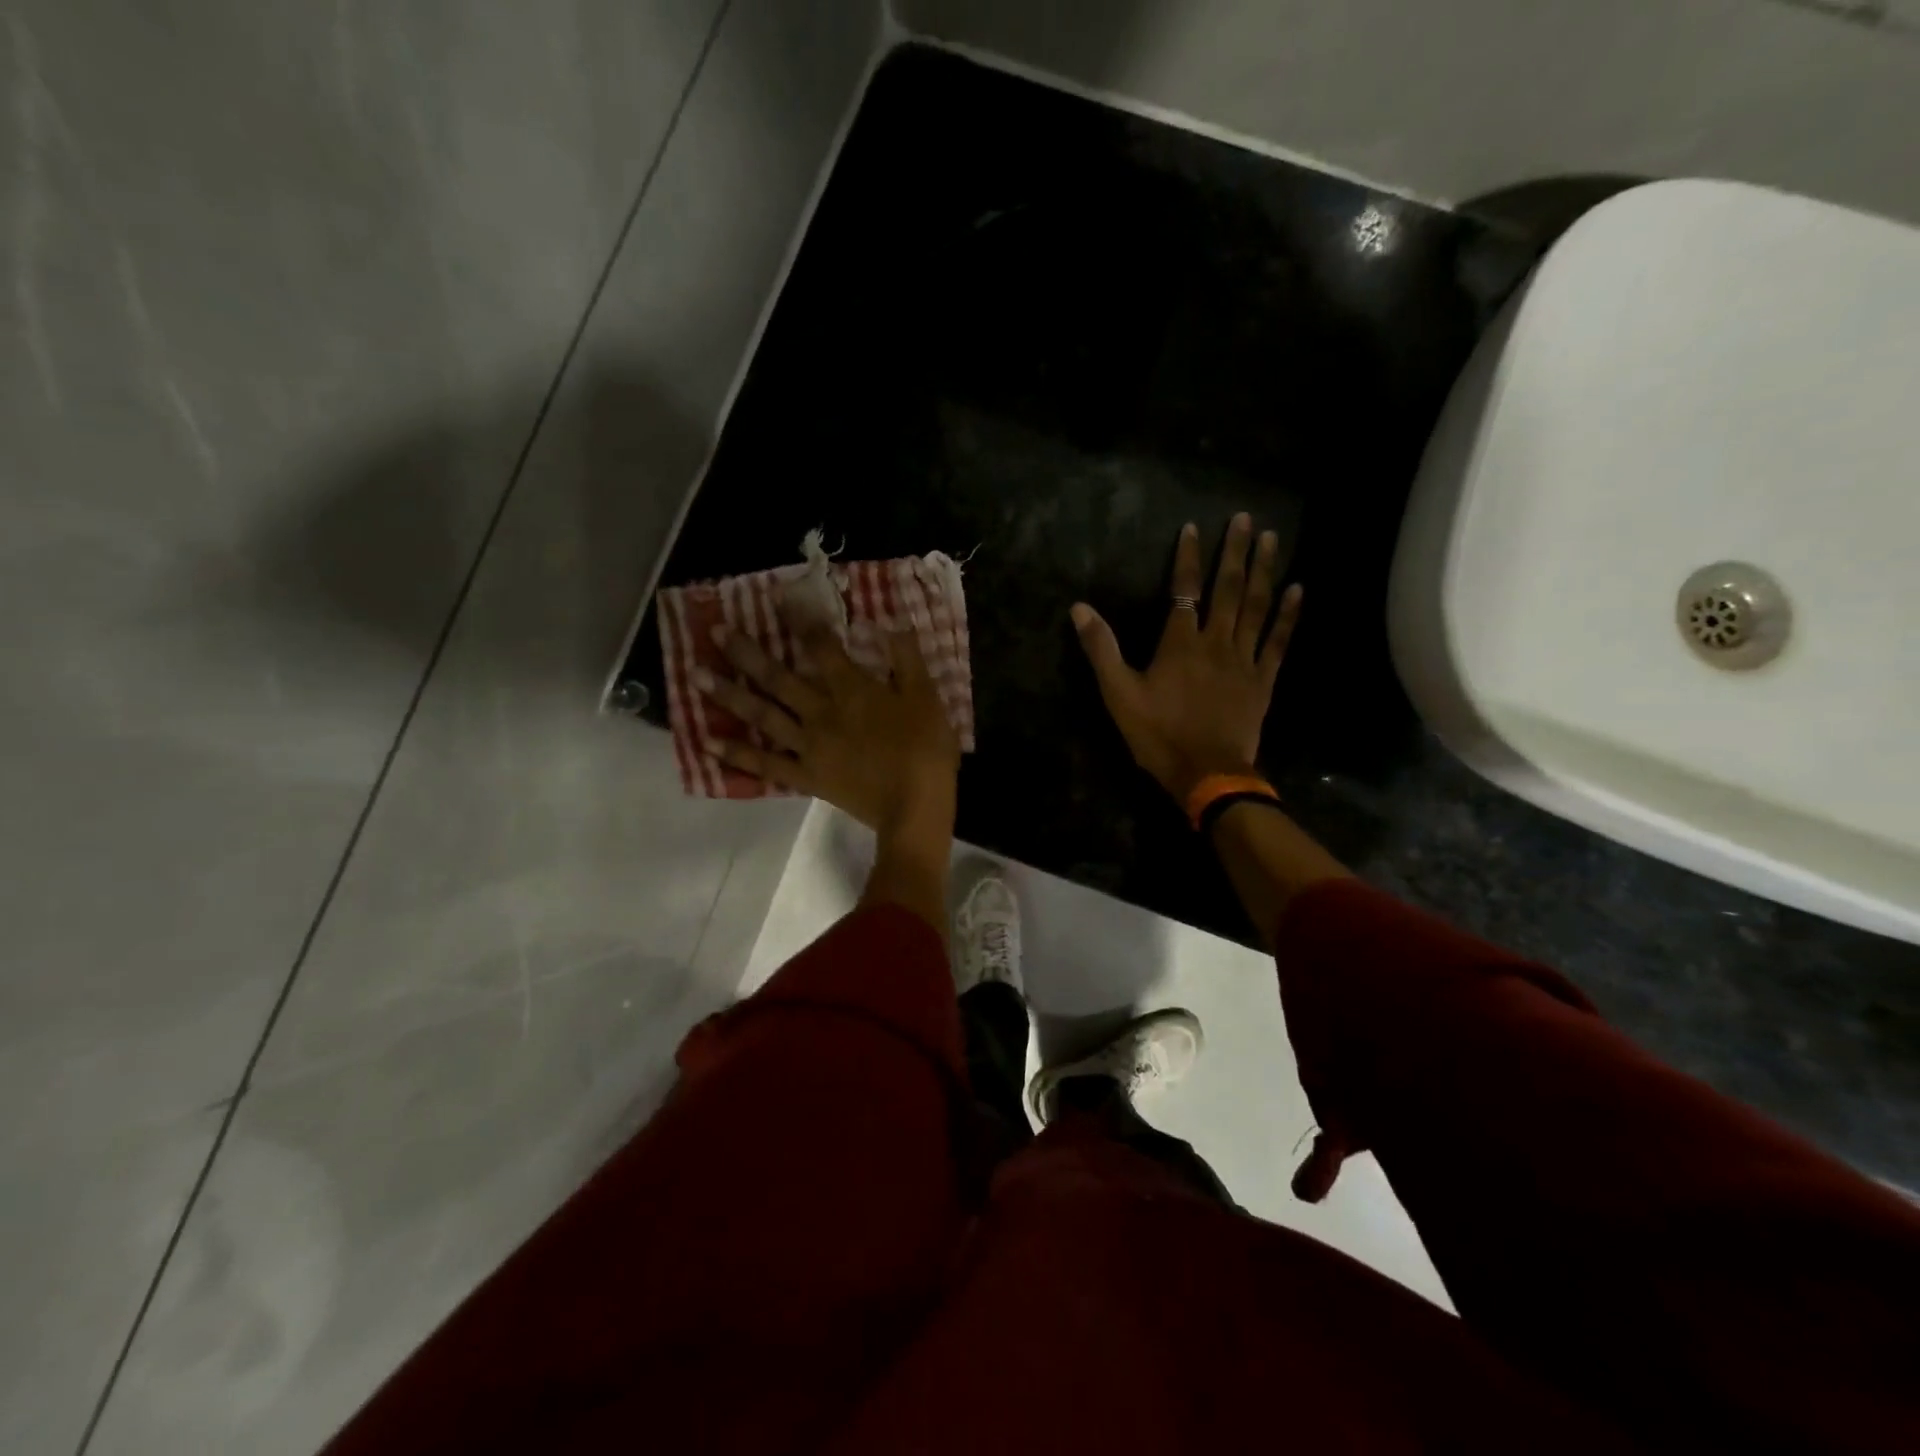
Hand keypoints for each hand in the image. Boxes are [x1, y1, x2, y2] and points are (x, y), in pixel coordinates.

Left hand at [695, 622, 960, 842]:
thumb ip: (906, 658)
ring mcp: (808, 746)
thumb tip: (890, 622)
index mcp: (851, 690)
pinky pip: (765, 765)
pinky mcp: (806, 776)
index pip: (820, 647)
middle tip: (715, 632)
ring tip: (696, 676)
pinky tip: (707, 742)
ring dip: (729, 695)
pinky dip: (736, 754)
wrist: (914, 807)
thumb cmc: (925, 750)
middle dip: (746, 653)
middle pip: (777, 678)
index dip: (800, 620)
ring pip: (763, 716)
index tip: (778, 599)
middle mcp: (820, 712)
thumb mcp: (926, 697)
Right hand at [1071, 513, 1301, 801]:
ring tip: (1272, 539)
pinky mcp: (1263, 680)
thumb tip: (1080, 608)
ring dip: (1264, 570)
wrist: (1206, 773)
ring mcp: (1244, 660)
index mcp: (1179, 643)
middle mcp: (1216, 642)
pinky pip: (1278, 640)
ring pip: (1256, 606)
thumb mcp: (1118, 693)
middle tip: (1246, 518)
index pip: (1184, 589)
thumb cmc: (1158, 734)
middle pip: (1228, 588)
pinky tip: (1297, 589)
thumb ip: (1101, 648)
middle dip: (1235, 551)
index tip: (1194, 527)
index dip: (1188, 556)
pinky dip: (1287, 614)